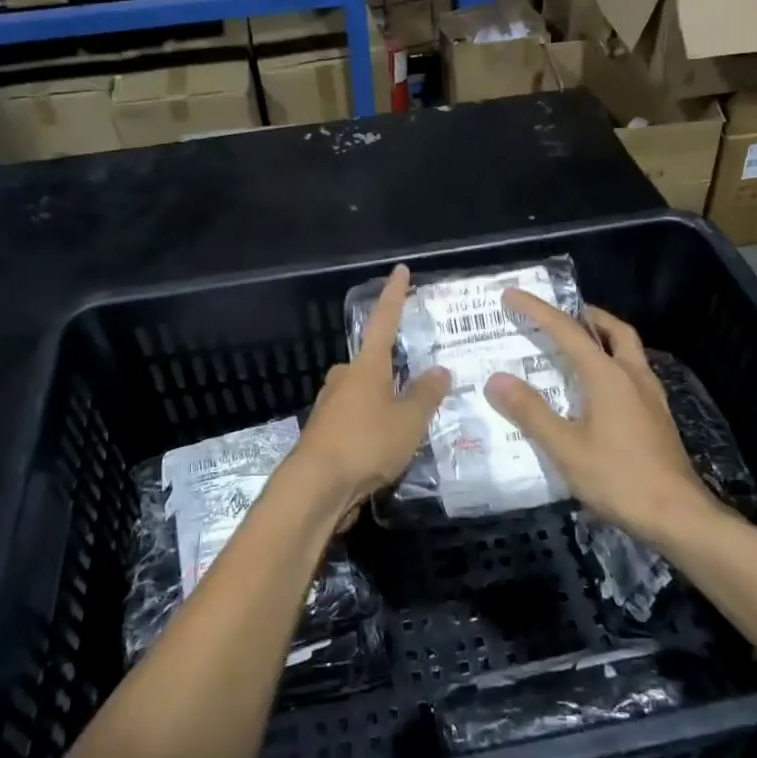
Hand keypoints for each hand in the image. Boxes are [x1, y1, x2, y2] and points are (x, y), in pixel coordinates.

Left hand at [290, 265, 450, 515]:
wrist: (316, 486)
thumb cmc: (366, 443)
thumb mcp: (409, 420)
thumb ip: (427, 394)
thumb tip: (440, 370)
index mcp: (366, 366)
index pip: (384, 321)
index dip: (395, 295)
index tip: (400, 270)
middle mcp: (344, 379)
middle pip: (372, 364)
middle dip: (392, 371)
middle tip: (418, 384)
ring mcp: (330, 406)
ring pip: (364, 394)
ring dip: (383, 403)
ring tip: (408, 425)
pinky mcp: (324, 433)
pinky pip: (355, 419)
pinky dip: (371, 427)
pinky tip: (385, 448)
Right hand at [484, 294, 721, 541]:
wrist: (678, 515)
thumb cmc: (618, 478)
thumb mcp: (565, 447)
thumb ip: (531, 412)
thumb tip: (496, 379)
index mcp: (608, 376)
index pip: (567, 331)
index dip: (538, 311)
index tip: (512, 295)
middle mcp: (633, 377)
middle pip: (614, 331)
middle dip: (587, 316)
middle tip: (561, 315)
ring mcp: (651, 397)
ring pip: (628, 351)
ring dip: (603, 339)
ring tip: (577, 348)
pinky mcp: (658, 418)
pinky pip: (633, 374)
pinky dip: (613, 365)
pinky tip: (599, 391)